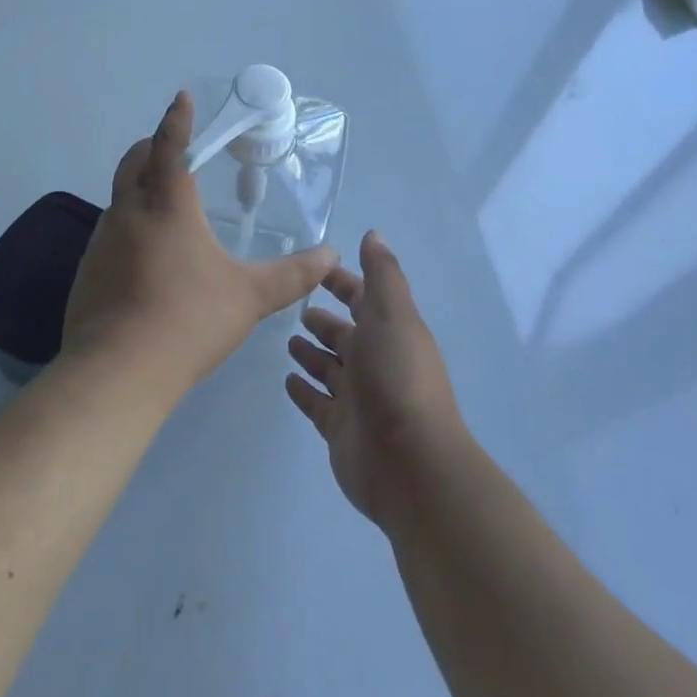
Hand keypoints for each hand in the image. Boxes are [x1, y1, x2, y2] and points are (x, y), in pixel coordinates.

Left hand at [62, 92, 338, 402]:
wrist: (118, 372)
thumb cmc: (189, 321)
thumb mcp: (250, 297)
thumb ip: (292, 275)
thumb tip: (330, 255)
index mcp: (167, 207)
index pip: (171, 147)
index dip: (177, 119)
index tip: (181, 98)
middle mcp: (128, 213)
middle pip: (134, 162)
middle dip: (152, 147)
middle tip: (174, 149)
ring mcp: (101, 242)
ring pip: (118, 198)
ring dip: (138, 188)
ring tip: (165, 205)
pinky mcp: (87, 272)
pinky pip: (109, 233)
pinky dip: (128, 226)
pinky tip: (145, 257)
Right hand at [285, 232, 464, 527]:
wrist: (409, 463)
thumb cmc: (397, 376)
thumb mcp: (393, 314)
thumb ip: (382, 274)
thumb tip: (374, 233)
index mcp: (389, 331)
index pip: (363, 298)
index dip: (343, 282)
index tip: (314, 270)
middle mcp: (374, 361)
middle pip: (344, 335)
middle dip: (324, 321)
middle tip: (295, 310)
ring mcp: (357, 397)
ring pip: (329, 368)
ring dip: (311, 354)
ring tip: (287, 342)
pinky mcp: (339, 428)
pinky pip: (317, 403)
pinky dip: (304, 390)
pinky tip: (287, 380)